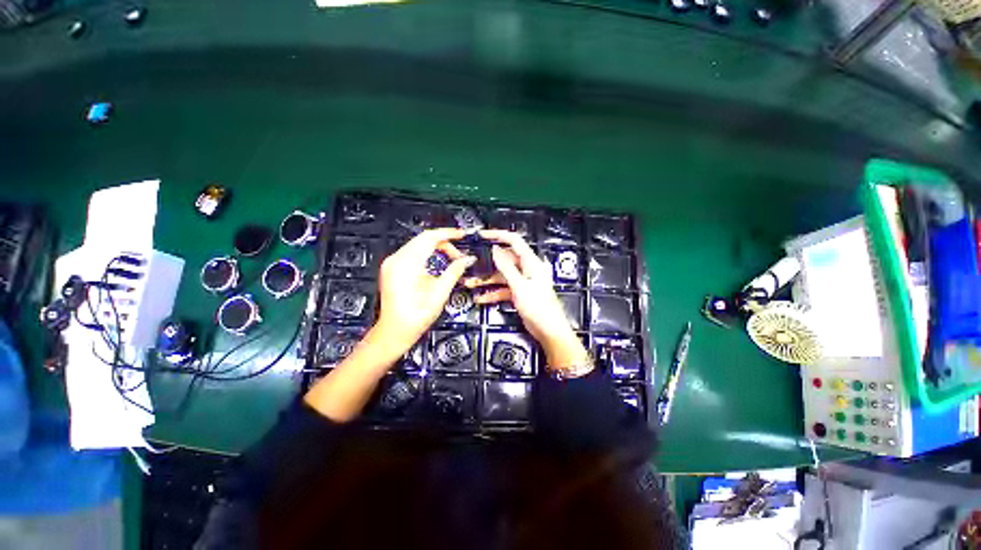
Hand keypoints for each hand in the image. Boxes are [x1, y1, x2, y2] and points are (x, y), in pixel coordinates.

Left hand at [374, 228, 474, 355]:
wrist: (394, 332)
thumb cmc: (416, 316)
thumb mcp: (440, 293)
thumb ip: (455, 271)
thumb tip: (468, 259)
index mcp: (407, 263)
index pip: (430, 237)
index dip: (448, 234)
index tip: (463, 235)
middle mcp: (396, 259)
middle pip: (423, 239)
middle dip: (444, 243)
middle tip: (459, 255)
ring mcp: (391, 263)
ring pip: (418, 244)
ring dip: (436, 249)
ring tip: (451, 260)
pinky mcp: (391, 268)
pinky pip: (412, 253)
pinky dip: (426, 254)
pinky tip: (437, 263)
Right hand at [466, 230, 589, 369]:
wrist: (549, 331)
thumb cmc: (539, 307)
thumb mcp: (520, 286)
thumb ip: (506, 267)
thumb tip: (495, 249)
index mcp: (531, 262)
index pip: (514, 241)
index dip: (498, 236)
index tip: (482, 235)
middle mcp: (526, 269)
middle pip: (504, 260)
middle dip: (488, 262)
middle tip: (471, 262)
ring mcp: (522, 281)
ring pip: (501, 276)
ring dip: (486, 280)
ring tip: (470, 283)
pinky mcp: (519, 293)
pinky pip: (503, 289)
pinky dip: (492, 293)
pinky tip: (480, 298)